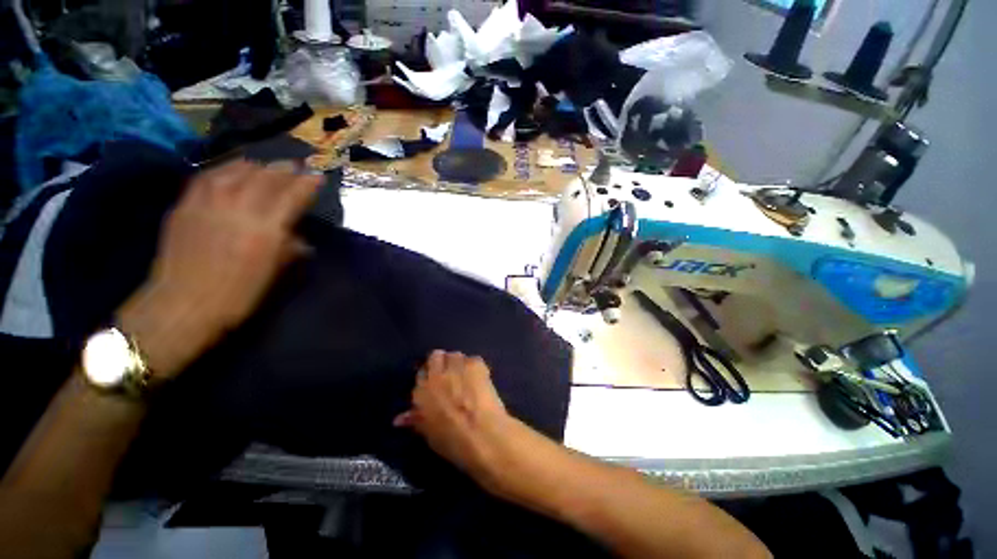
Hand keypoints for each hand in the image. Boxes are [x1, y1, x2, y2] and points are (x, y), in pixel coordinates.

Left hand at [118, 160, 320, 378]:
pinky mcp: (186, 206)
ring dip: (256, 166)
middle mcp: (239, 208)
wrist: (183, 305)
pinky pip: (207, 177)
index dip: (307, 183)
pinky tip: (231, 171)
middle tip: (295, 167)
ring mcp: (208, 204)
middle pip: (266, 177)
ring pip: (236, 171)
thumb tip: (300, 241)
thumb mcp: (273, 274)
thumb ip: (288, 250)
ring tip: (265, 166)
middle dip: (284, 170)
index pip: (292, 196)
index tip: (317, 176)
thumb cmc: (237, 296)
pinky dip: (224, 170)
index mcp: (265, 229)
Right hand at [394, 351, 514, 482]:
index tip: (436, 383)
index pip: (420, 373)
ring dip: (458, 363)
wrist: (484, 436)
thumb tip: (400, 418)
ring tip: (466, 377)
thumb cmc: (454, 442)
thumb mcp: (429, 434)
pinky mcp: (476, 364)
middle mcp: (437, 374)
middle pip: (436, 356)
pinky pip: (473, 359)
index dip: (429, 377)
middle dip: (441, 363)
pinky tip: (480, 380)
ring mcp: (457, 366)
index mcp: (421, 392)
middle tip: (450, 376)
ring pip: (455, 355)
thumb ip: (416, 420)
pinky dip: (475, 367)